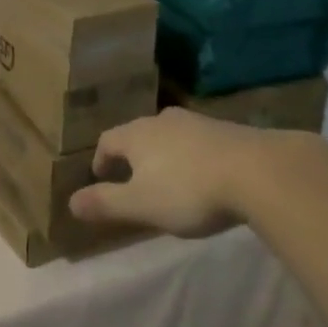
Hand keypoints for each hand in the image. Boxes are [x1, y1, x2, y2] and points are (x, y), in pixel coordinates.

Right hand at [68, 108, 271, 237]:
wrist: (257, 171)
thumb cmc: (189, 190)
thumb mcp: (142, 205)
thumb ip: (106, 203)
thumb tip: (70, 202)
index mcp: (135, 135)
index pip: (107, 141)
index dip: (101, 159)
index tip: (101, 177)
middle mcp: (160, 120)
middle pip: (137, 134)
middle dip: (133, 155)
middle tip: (134, 179)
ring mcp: (195, 122)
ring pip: (168, 136)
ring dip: (163, 154)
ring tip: (169, 178)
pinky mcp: (226, 129)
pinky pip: (197, 141)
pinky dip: (192, 156)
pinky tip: (204, 175)